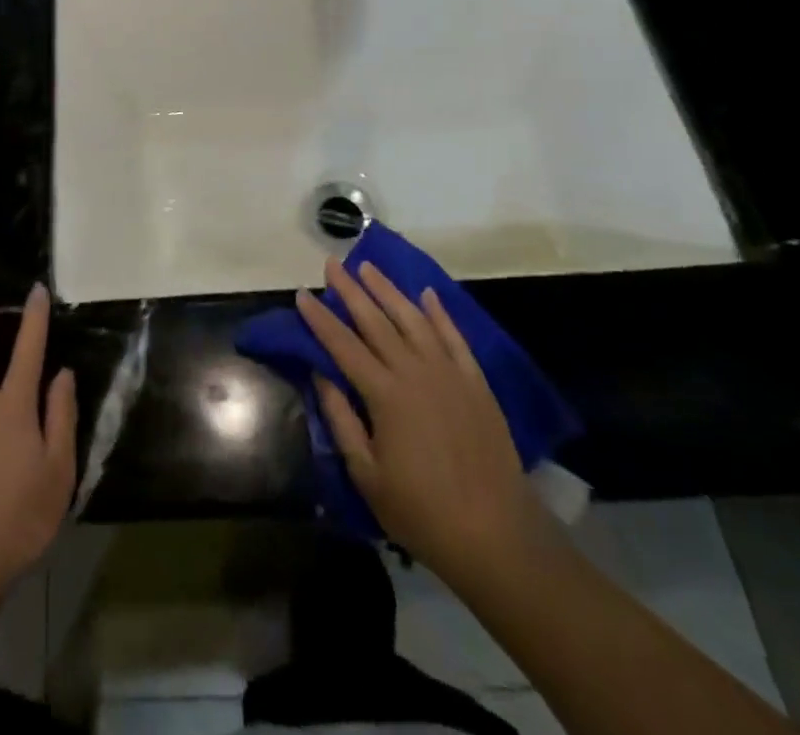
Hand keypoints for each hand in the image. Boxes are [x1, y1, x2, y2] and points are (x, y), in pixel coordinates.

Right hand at [297, 259, 546, 592]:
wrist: (498, 536)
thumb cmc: (422, 512)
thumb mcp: (367, 475)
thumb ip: (341, 420)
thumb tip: (321, 376)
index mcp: (384, 394)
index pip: (342, 345)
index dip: (320, 319)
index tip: (302, 293)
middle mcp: (415, 372)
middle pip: (375, 321)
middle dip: (350, 290)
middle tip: (332, 263)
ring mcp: (449, 373)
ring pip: (413, 319)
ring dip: (388, 290)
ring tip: (369, 267)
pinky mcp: (476, 383)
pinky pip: (454, 337)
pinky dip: (439, 313)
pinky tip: (426, 295)